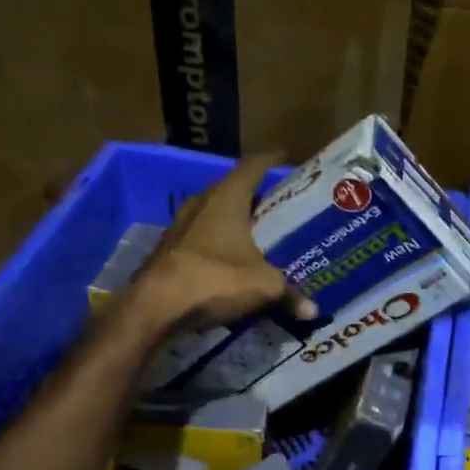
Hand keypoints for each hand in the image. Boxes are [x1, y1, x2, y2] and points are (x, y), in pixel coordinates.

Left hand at [131, 154, 318, 331]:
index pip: (252, 167)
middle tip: (277, 206)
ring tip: (256, 234)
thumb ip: (289, 293)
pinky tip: (229, 260)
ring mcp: (179, 225)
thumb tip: (312, 310)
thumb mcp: (263, 286)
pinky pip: (199, 238)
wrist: (157, 306)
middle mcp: (201, 203)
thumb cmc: (217, 279)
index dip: (270, 162)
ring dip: (231, 222)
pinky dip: (216, 244)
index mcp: (227, 197)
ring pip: (212, 215)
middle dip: (253, 197)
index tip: (284, 160)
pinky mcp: (167, 249)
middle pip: (231, 190)